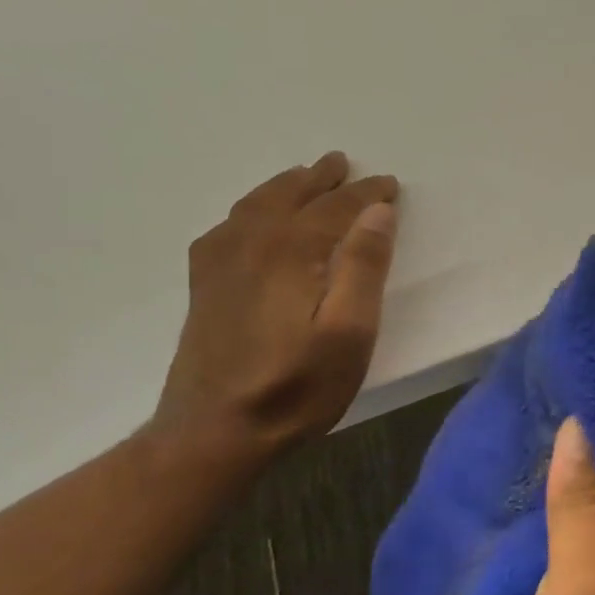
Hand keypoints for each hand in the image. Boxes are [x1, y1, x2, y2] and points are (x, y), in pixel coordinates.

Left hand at [151, 152, 398, 463]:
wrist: (213, 432)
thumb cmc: (296, 386)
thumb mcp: (349, 333)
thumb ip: (364, 268)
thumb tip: (378, 212)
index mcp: (290, 251)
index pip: (334, 207)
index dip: (365, 193)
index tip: (389, 184)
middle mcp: (250, 244)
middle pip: (290, 196)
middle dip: (320, 178)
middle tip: (343, 162)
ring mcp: (220, 263)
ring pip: (255, 206)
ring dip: (285, 186)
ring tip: (304, 177)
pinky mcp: (205, 286)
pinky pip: (229, 226)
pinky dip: (250, 209)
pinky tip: (253, 219)